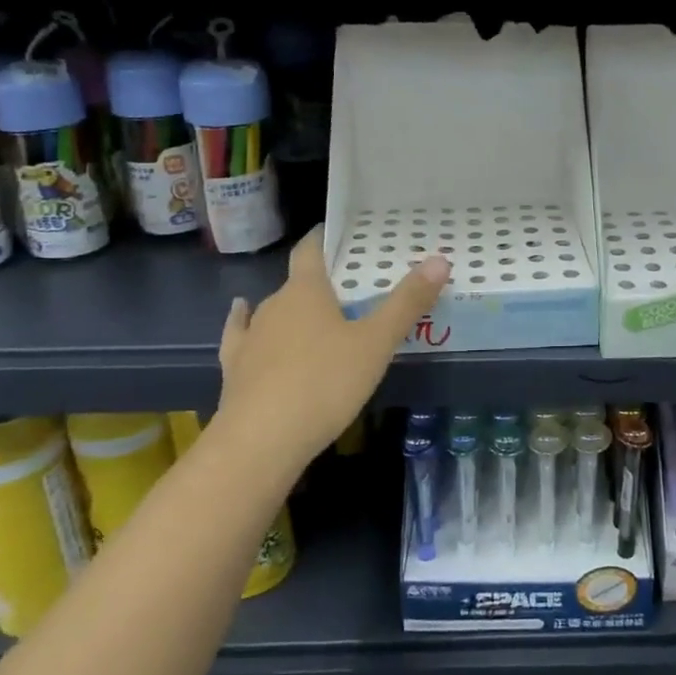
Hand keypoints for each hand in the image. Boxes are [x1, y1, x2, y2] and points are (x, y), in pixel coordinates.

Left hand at [215, 231, 448, 467]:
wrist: (260, 441)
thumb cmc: (325, 383)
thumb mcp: (376, 343)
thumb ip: (407, 303)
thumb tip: (440, 259)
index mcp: (306, 291)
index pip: (310, 250)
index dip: (322, 238)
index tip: (335, 232)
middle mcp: (274, 305)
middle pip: (297, 283)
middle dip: (320, 283)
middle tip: (348, 290)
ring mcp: (251, 337)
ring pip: (273, 311)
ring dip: (293, 310)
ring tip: (314, 315)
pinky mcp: (235, 368)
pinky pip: (242, 335)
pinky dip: (245, 324)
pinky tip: (242, 317)